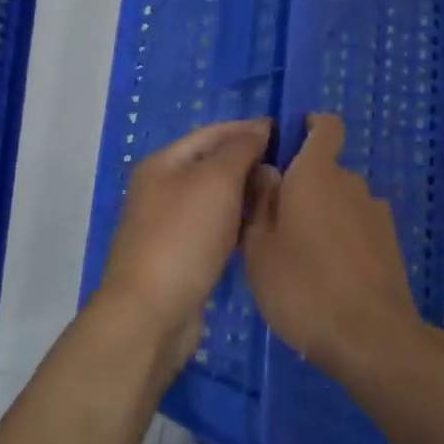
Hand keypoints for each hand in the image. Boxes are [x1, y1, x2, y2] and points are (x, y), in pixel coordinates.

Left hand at [96, 118, 271, 374]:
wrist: (151, 315)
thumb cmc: (184, 237)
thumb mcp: (216, 181)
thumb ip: (240, 149)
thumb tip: (259, 128)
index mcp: (164, 163)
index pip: (213, 133)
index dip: (249, 129)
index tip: (288, 131)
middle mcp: (163, 189)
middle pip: (214, 165)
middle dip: (251, 162)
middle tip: (293, 167)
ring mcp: (170, 225)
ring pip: (217, 198)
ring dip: (248, 194)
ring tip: (285, 195)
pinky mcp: (181, 257)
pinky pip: (217, 228)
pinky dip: (239, 223)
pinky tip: (263, 228)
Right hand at [243, 114, 424, 378]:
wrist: (370, 335)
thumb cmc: (301, 286)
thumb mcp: (259, 247)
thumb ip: (260, 201)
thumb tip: (267, 171)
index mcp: (316, 174)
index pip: (326, 126)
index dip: (311, 126)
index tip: (290, 145)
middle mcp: (351, 182)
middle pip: (327, 171)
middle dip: (305, 188)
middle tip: (278, 226)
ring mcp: (376, 212)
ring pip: (342, 202)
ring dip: (324, 217)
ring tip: (303, 258)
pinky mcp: (390, 242)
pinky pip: (359, 227)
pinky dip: (344, 239)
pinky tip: (330, 276)